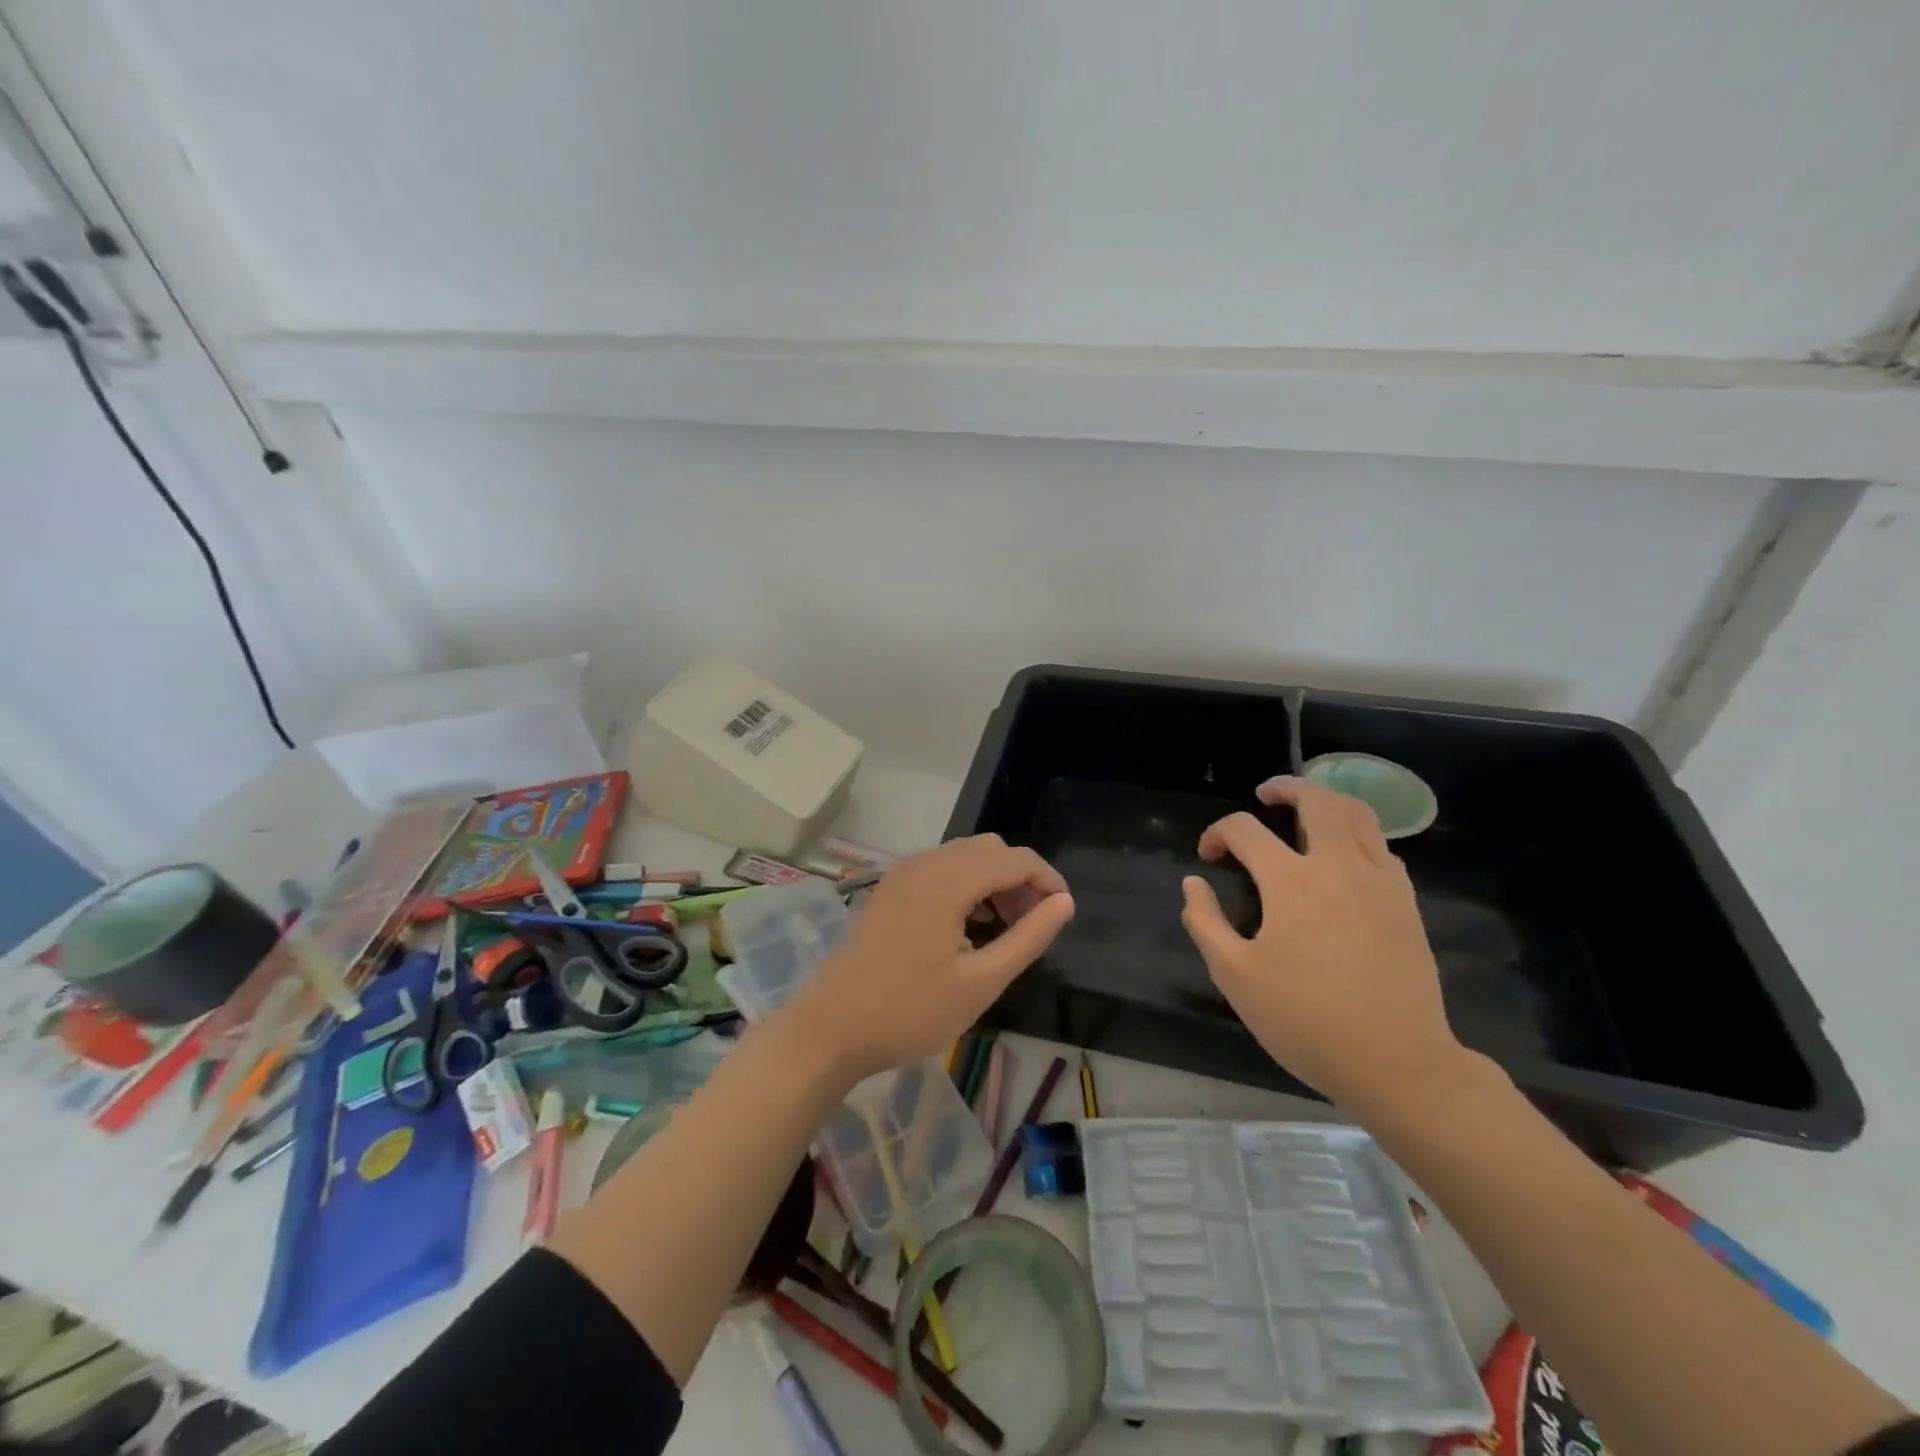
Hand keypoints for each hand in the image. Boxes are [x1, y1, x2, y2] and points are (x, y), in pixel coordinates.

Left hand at [786, 835, 1073, 1082]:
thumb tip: (1064, 903)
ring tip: (1004, 926)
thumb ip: (1028, 937)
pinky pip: (941, 867)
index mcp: (948, 881)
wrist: (831, 1027)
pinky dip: (966, 883)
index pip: (1014, 859)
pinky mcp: (890, 888)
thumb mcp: (981, 982)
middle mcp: (925, 863)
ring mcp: (903, 873)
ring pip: (964, 855)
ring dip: (993, 879)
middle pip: (989, 849)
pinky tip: (968, 924)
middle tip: (1031, 924)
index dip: (1047, 879)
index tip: (1062, 912)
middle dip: (1020, 878)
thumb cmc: (910, 1011)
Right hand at [1180, 776, 1467, 1113]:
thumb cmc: (1306, 1020)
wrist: (1398, 1063)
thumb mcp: (1235, 976)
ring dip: (1327, 800)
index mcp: (1291, 881)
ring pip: (1359, 813)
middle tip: (1265, 795)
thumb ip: (1205, 922)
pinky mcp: (1406, 902)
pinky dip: (1356, 834)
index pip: (1245, 830)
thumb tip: (1193, 884)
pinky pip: (1382, 846)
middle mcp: (1339, 866)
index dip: (1218, 834)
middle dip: (1285, 788)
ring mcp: (1380, 881)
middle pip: (1316, 799)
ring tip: (1305, 809)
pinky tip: (1342, 856)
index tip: (1207, 857)